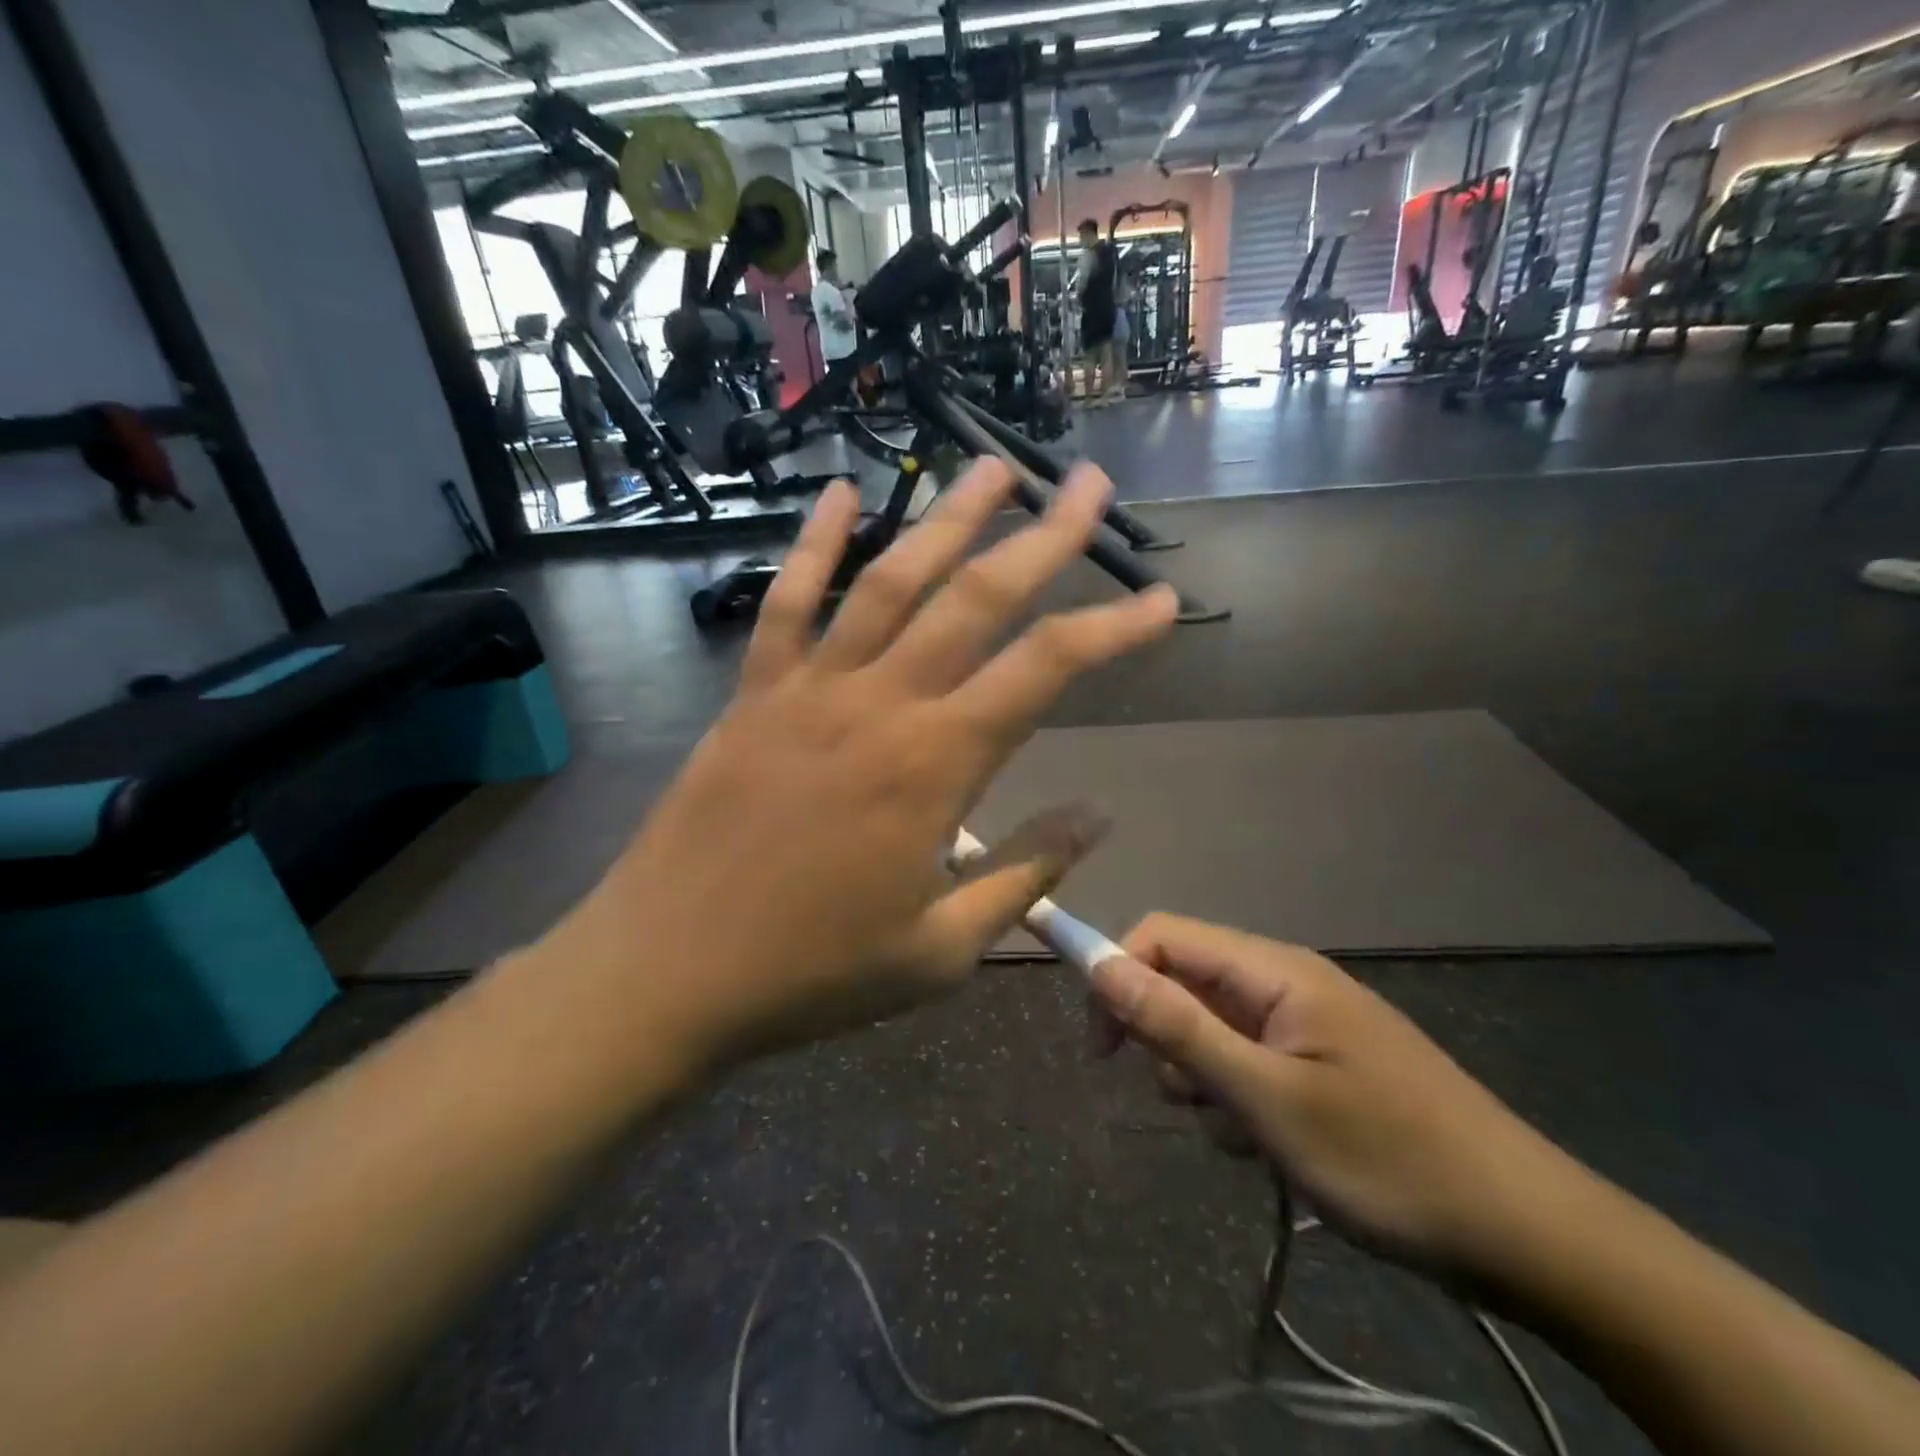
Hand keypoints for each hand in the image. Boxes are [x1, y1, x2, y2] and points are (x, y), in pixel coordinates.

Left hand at [547, 461, 1177, 1072]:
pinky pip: (786, 603)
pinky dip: (813, 544)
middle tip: (1086, 483)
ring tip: (991, 465)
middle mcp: (880, 704)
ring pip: (890, 580)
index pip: (1045, 671)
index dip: (1112, 629)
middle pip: (976, 599)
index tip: (1161, 600)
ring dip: (946, 518)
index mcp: (935, 765)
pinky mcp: (753, 694)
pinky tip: (842, 492)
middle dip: (1042, 537)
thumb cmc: (814, 972)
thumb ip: (1025, 873)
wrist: (669, 973)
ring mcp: (809, 690)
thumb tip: (1097, 813)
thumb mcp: (941, 949)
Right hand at [1088, 916, 1583, 1282]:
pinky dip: (1239, 1098)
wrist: (1530, 1236)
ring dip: (1203, 1077)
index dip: (1117, 974)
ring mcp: (1307, 1022)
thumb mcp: (1266, 1098)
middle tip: (1188, 1099)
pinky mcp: (1322, 1061)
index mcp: (1274, 970)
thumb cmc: (1388, 1159)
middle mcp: (1286, 981)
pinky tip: (1270, 1144)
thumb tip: (1098, 965)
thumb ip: (1178, 1027)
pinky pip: (1249, 1060)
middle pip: (1186, 980)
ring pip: (1212, 1027)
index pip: (1164, 936)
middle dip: (1166, 1037)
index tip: (1102, 1046)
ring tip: (1243, 1133)